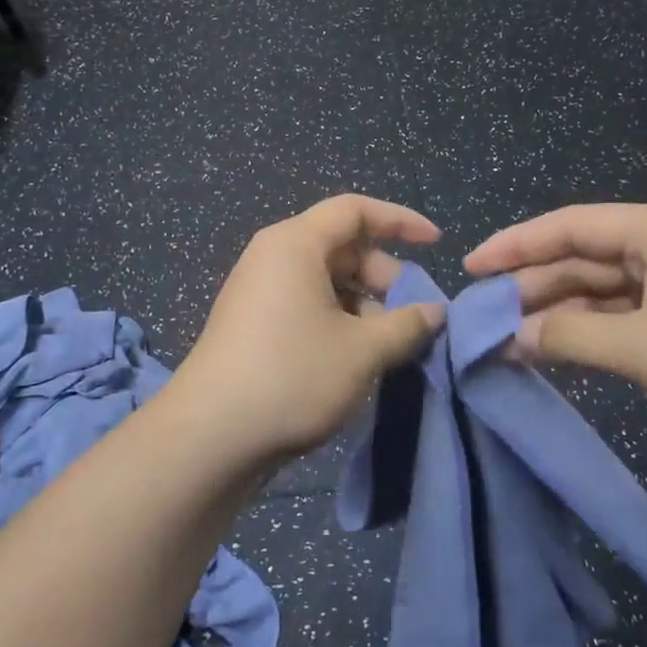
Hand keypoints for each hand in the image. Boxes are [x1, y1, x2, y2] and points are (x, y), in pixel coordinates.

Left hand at [172, 195, 446, 475]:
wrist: (210, 436)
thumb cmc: (293, 376)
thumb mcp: (363, 351)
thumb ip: (407, 324)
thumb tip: (436, 312)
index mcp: (295, 244)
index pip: (355, 210)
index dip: (400, 221)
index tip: (436, 243)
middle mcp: (272, 257)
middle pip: (342, 246)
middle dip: (384, 276)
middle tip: (410, 315)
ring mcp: (258, 291)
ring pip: (325, 280)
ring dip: (363, 305)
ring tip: (386, 346)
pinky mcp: (252, 324)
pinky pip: (305, 304)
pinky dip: (337, 320)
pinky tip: (354, 358)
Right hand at [465, 204, 646, 465]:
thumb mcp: (644, 348)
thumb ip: (568, 336)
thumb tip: (510, 336)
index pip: (571, 225)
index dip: (514, 245)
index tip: (470, 268)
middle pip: (585, 259)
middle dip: (534, 288)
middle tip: (483, 319)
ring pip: (604, 294)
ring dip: (560, 317)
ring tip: (510, 343)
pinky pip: (628, 321)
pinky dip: (592, 337)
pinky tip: (558, 356)